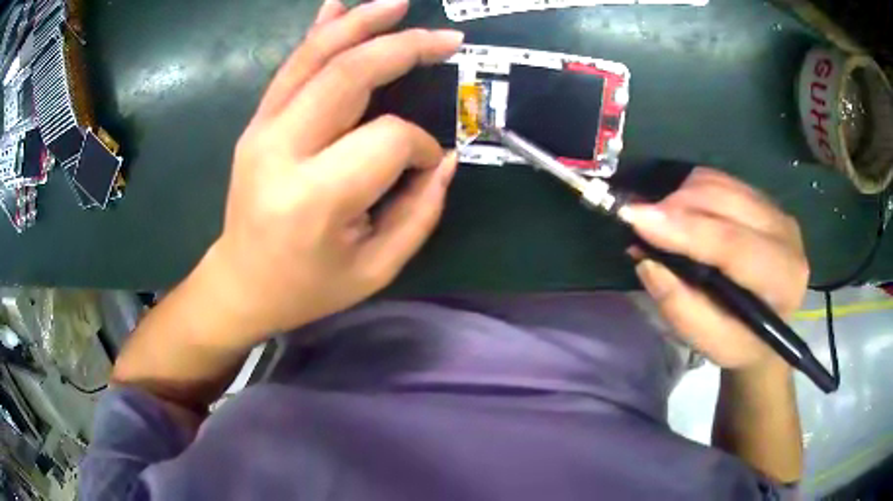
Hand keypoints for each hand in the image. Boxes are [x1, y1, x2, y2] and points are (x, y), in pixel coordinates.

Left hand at [195, 0, 463, 341]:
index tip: (427, 164)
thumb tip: (445, 159)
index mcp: (315, 197)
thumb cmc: (308, 286)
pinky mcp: (256, 122)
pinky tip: (338, 6)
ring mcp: (262, 129)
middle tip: (446, 38)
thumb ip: (420, 213)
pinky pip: (290, 66)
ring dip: (360, 23)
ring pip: (315, 57)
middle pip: (348, 75)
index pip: (386, 139)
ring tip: (397, 3)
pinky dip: (319, 31)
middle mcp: (282, 150)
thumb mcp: (376, 269)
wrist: (241, 282)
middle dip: (403, 48)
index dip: (419, 146)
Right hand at [621, 168, 809, 371]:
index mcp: (781, 278)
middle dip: (675, 207)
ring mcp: (775, 209)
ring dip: (681, 196)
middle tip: (641, 225)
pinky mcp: (762, 198)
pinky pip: (720, 179)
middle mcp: (785, 233)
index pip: (732, 243)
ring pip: (719, 183)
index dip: (683, 228)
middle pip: (724, 201)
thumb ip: (680, 307)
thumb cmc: (742, 342)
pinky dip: (692, 191)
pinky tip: (683, 215)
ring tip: (661, 224)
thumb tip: (646, 260)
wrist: (771, 328)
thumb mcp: (711, 343)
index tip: (635, 218)